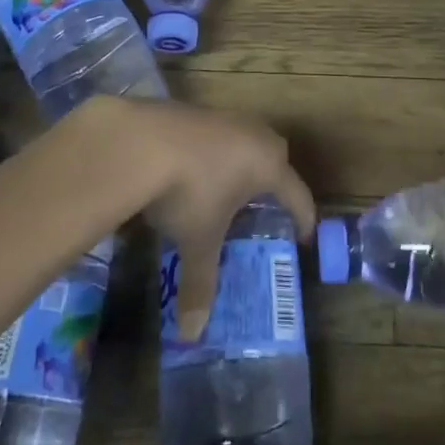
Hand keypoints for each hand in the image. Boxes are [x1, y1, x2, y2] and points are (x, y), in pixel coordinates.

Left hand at [71, 97, 315, 339]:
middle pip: (276, 155)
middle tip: (265, 206)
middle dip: (275, 180)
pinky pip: (216, 131)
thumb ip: (200, 284)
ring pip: (245, 137)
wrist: (141, 141)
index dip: (303, 218)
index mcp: (268, 165)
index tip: (303, 236)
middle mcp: (254, 134)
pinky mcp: (195, 109)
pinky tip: (192, 166)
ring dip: (242, 159)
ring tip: (227, 186)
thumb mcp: (197, 241)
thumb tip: (191, 335)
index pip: (297, 194)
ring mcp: (224, 117)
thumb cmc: (187, 192)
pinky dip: (213, 149)